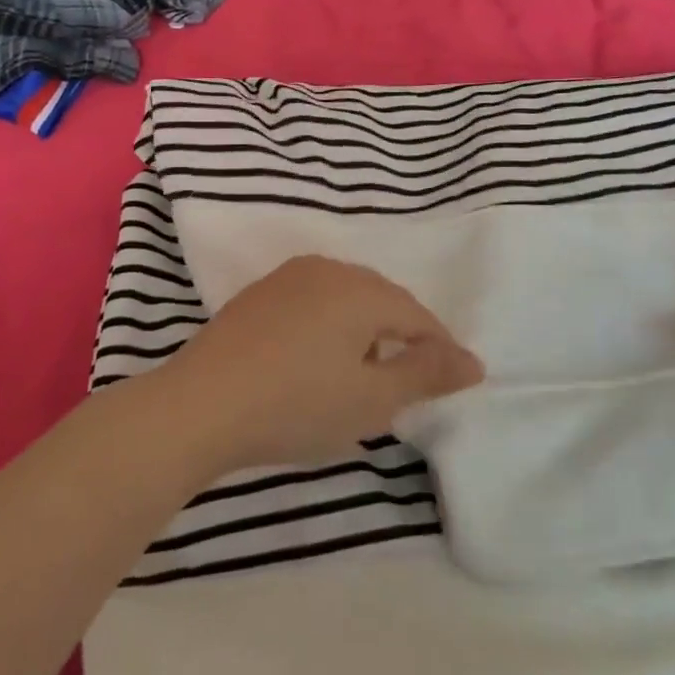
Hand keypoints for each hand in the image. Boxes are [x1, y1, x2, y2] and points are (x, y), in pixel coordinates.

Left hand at [154, 256, 484, 473]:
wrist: (200, 404)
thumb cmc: (296, 405)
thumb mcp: (371, 400)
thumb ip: (424, 375)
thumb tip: (473, 361)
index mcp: (360, 290)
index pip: (416, 315)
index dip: (439, 348)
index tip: (457, 380)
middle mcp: (328, 269)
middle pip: (382, 298)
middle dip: (403, 334)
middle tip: (413, 378)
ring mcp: (289, 277)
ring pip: (346, 296)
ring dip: (366, 329)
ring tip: (368, 370)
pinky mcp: (260, 293)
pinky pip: (314, 300)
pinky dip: (331, 325)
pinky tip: (319, 357)